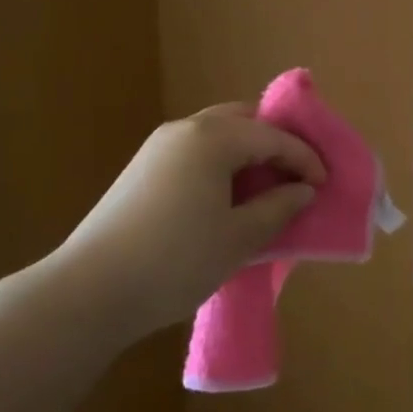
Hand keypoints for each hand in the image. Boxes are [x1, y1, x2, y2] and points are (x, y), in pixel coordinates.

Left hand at [50, 104, 325, 342]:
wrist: (88, 292)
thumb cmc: (175, 261)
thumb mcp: (238, 239)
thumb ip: (278, 208)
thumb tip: (302, 190)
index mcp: (213, 138)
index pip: (272, 137)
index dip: (304, 158)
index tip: (325, 183)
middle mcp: (186, 129)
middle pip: (243, 120)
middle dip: (274, 142)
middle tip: (296, 173)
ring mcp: (158, 146)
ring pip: (216, 133)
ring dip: (246, 151)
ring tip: (265, 186)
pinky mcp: (141, 168)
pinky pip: (195, 150)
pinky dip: (220, 162)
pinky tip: (226, 195)